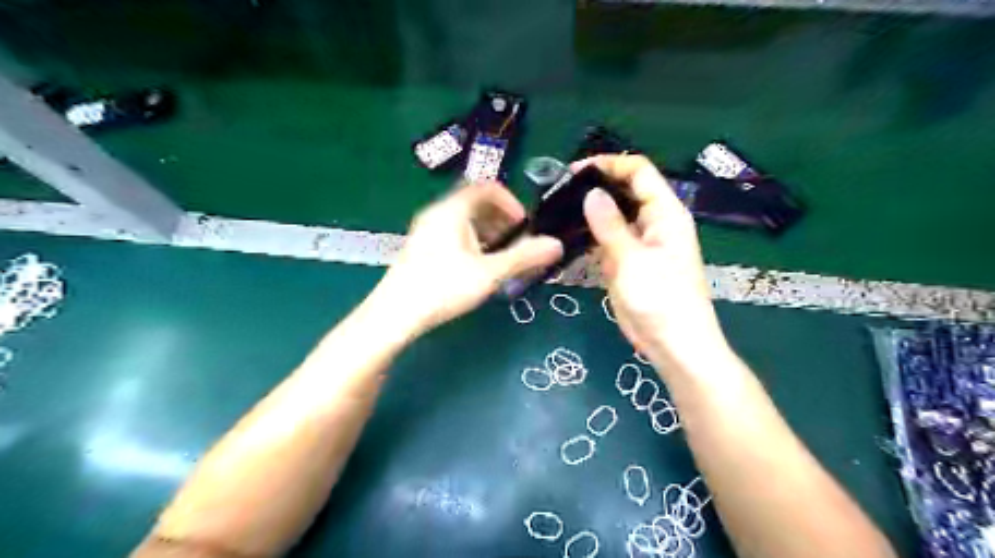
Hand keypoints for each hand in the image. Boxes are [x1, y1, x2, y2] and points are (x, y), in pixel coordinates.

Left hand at [376, 181, 558, 333]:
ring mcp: (427, 230)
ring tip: (501, 257)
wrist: (395, 314)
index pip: (487, 187)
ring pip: (464, 220)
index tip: (525, 224)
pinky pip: (453, 234)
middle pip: (476, 203)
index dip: (511, 201)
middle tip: (517, 243)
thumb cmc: (443, 287)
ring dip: (488, 232)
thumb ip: (524, 257)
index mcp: (452, 210)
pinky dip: (473, 242)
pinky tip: (478, 268)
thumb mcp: (489, 273)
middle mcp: (437, 213)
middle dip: (502, 219)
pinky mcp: (422, 248)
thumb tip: (557, 244)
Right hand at [580, 154, 728, 369]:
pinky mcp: (626, 262)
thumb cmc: (661, 300)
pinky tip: (567, 234)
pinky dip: (589, 235)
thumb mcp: (633, 260)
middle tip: (560, 190)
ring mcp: (638, 243)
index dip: (610, 164)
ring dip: (589, 211)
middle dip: (596, 186)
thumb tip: (592, 193)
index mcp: (665, 213)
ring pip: (613, 216)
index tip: (575, 170)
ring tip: (558, 209)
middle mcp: (653, 222)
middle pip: (625, 191)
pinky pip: (606, 239)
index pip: (639, 172)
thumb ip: (610, 226)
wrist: (672, 345)